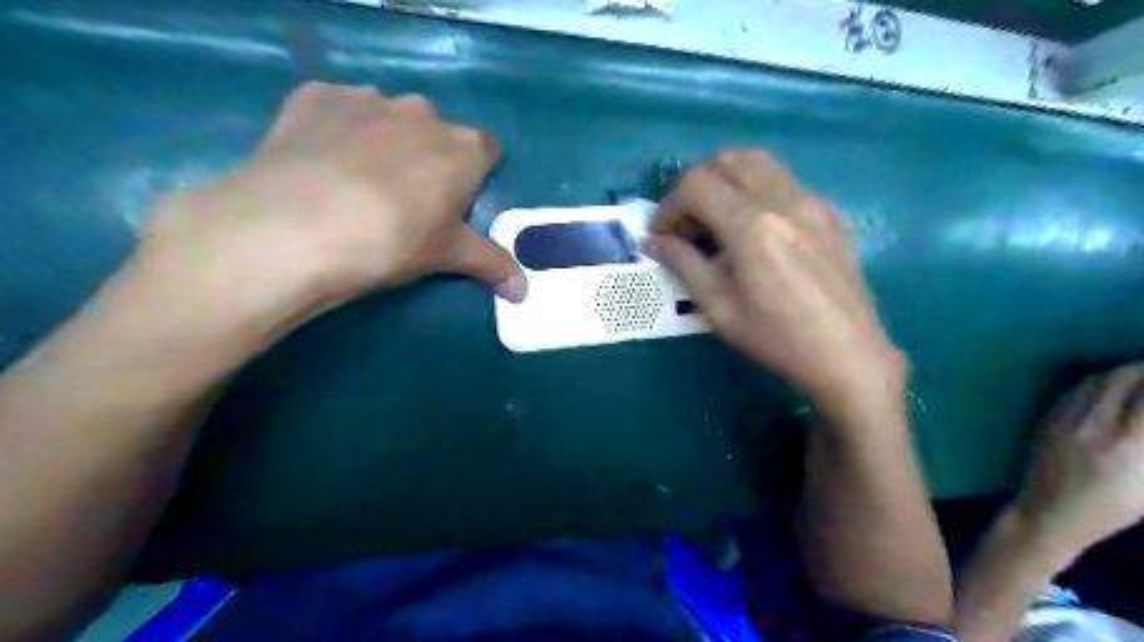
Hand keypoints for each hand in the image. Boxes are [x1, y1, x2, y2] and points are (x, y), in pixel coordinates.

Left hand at [136, 80, 527, 327]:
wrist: (297, 227)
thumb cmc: (392, 241)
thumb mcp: (447, 256)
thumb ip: (492, 265)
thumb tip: (526, 293)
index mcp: (463, 148)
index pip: (487, 150)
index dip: (475, 176)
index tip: (456, 203)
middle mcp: (422, 111)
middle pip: (437, 132)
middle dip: (429, 158)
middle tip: (405, 201)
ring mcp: (367, 98)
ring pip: (388, 118)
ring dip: (383, 141)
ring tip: (356, 184)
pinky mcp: (316, 96)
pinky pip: (339, 109)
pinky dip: (337, 129)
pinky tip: (320, 163)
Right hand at [643, 152, 903, 420]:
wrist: (848, 356)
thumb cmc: (776, 338)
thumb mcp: (718, 307)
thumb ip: (683, 264)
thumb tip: (652, 241)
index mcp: (752, 226)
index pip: (697, 184)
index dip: (669, 206)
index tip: (662, 235)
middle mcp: (783, 200)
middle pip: (727, 160)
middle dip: (695, 186)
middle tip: (687, 225)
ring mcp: (812, 201)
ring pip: (758, 162)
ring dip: (726, 181)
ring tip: (716, 221)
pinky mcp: (828, 211)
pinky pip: (782, 180)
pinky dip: (754, 190)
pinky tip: (753, 231)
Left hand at [1015, 367, 1142, 560]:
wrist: (1048, 511)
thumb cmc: (1111, 507)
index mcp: (1127, 444)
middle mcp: (1093, 425)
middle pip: (1121, 379)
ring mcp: (1064, 419)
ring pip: (1095, 381)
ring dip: (1122, 372)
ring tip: (1141, 373)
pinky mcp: (1046, 419)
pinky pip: (1074, 391)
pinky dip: (1097, 382)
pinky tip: (1110, 385)